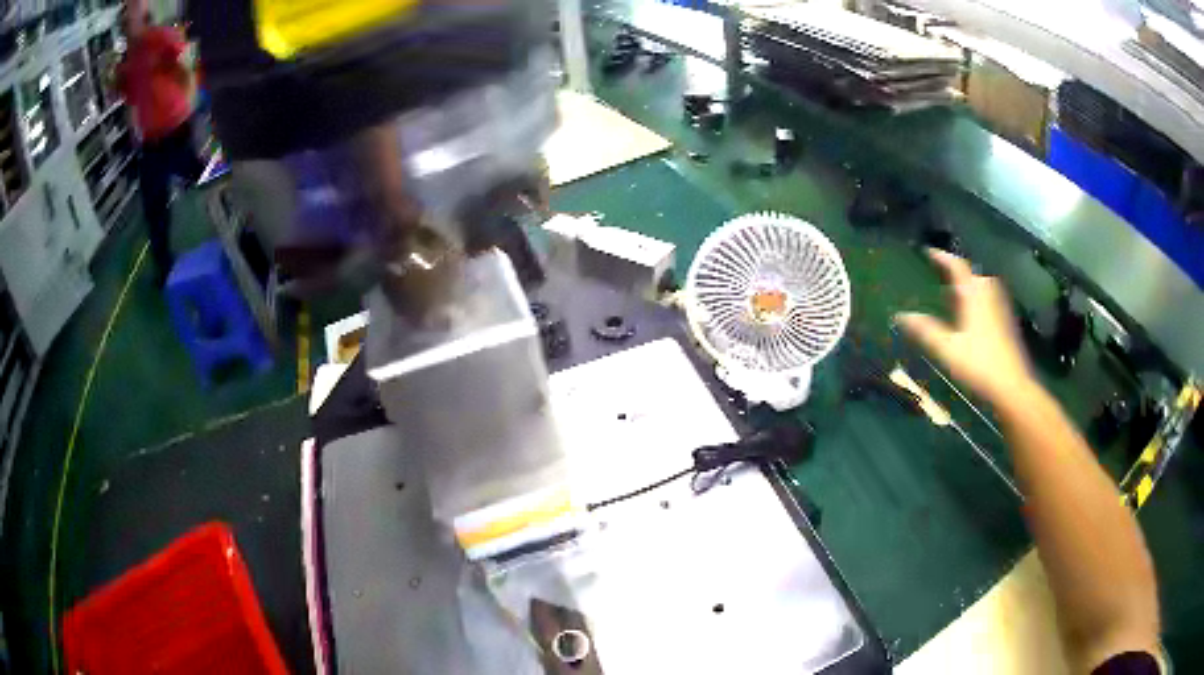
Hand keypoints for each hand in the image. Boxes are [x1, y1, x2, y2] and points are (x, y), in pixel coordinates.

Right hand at [896, 249, 1034, 404]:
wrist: (1011, 385)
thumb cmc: (978, 364)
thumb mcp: (947, 348)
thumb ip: (925, 330)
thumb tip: (900, 315)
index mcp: (973, 293)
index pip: (956, 265)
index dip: (941, 256)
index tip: (926, 251)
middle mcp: (988, 293)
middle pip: (971, 273)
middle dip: (955, 271)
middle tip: (938, 274)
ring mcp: (999, 306)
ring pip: (981, 286)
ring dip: (966, 285)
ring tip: (951, 292)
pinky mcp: (1005, 320)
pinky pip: (987, 298)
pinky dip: (975, 298)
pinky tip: (968, 314)